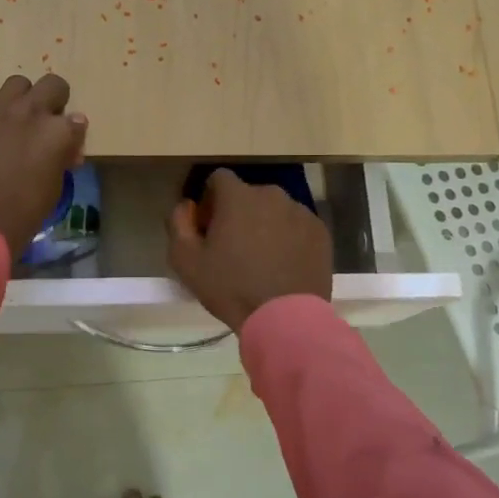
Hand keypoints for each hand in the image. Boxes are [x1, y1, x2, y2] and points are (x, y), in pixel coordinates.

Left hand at [0, 74, 88, 258]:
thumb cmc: (18, 216)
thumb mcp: (52, 191)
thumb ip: (60, 159)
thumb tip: (64, 148)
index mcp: (56, 133)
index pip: (77, 120)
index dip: (73, 137)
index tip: (66, 153)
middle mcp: (29, 113)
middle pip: (52, 85)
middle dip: (54, 101)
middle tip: (47, 125)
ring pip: (18, 84)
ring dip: (24, 99)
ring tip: (18, 125)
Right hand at [167, 170, 332, 331]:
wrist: (285, 318)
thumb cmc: (230, 287)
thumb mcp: (186, 261)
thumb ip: (178, 223)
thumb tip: (187, 206)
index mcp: (238, 196)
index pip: (218, 179)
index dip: (209, 199)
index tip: (208, 226)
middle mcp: (272, 195)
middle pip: (248, 195)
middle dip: (238, 213)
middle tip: (233, 246)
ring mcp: (301, 212)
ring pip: (275, 210)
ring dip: (264, 224)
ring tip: (261, 258)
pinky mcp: (320, 232)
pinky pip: (297, 226)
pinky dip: (288, 237)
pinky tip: (283, 265)